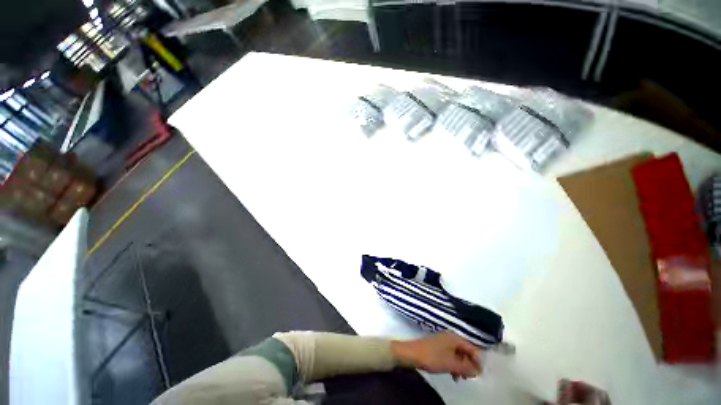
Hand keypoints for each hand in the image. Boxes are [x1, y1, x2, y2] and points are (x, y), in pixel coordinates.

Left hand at [391, 331, 482, 379]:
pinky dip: (453, 364)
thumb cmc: (433, 357)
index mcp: (455, 338)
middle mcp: (450, 336)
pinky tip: (452, 374)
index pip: (472, 348)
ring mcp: (443, 340)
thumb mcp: (451, 364)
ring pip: (458, 354)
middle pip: (465, 350)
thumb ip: (466, 368)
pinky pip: (450, 354)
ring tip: (460, 378)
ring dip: (461, 366)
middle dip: (469, 364)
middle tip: (469, 378)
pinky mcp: (438, 345)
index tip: (479, 374)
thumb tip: (477, 371)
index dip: (477, 361)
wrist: (412, 353)